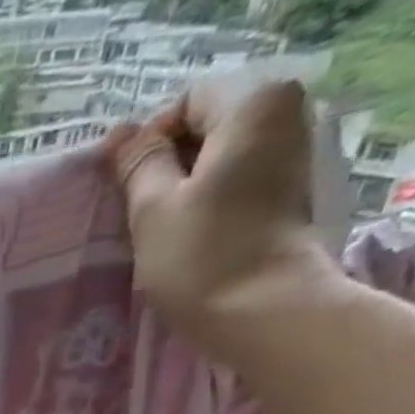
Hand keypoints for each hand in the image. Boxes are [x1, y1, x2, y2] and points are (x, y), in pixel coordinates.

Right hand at [105, 80, 343, 362]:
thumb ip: (138, 164)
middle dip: (170, 164)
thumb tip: (120, 134)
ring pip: (222, 156)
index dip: (149, 143)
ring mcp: (294, 152)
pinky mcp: (292, 191)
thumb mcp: (153, 209)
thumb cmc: (201, 257)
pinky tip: (192, 237)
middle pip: (208, 125)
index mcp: (253, 102)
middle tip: (141, 215)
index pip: (185, 102)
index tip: (129, 192)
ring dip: (187, 187)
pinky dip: (211, 200)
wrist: (263, 311)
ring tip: (164, 230)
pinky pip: (239, 179)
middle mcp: (286, 111)